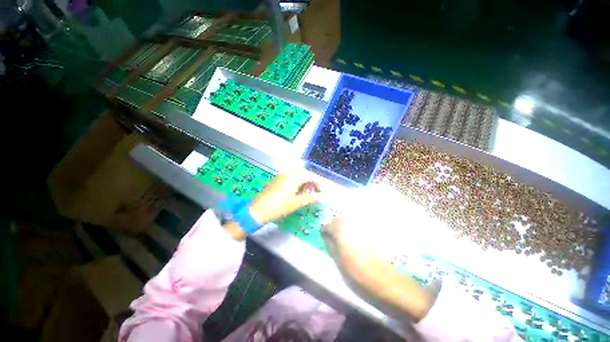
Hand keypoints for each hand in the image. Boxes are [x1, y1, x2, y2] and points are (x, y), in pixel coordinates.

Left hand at [249, 172, 320, 223]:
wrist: (258, 210)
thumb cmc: (279, 207)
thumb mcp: (296, 203)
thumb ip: (310, 198)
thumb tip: (320, 197)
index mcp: (293, 178)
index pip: (310, 176)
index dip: (318, 183)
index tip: (322, 191)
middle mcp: (287, 174)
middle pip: (303, 174)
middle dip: (311, 182)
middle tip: (314, 192)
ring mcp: (281, 176)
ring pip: (296, 175)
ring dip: (303, 182)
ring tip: (306, 193)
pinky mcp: (276, 180)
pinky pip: (290, 178)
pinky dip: (296, 183)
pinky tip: (296, 191)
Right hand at [322, 216, 434, 321]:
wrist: (386, 278)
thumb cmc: (358, 272)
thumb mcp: (338, 260)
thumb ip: (329, 244)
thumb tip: (325, 236)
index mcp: (340, 228)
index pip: (327, 225)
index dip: (326, 233)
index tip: (327, 241)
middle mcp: (350, 220)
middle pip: (337, 220)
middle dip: (335, 228)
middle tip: (338, 241)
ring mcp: (362, 222)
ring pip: (348, 220)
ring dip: (346, 228)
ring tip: (349, 241)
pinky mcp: (372, 226)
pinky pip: (358, 223)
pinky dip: (355, 228)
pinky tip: (360, 239)